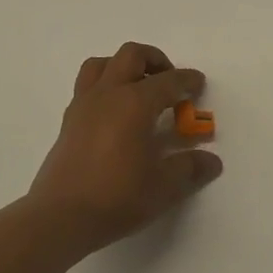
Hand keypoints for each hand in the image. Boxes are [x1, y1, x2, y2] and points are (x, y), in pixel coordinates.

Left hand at [27, 42, 222, 255]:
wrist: (60, 217)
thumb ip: (189, 168)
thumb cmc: (116, 197)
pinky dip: (105, 86)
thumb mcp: (163, 187)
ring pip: (102, 64)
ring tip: (138, 88)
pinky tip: (115, 113)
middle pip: (131, 55)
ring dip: (123, 67)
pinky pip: (87, 86)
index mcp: (135, 103)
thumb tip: (212, 161)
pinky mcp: (68, 121)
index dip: (188, 80)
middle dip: (155, 60)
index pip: (168, 81)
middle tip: (169, 81)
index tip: (199, 84)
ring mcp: (84, 105)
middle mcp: (108, 94)